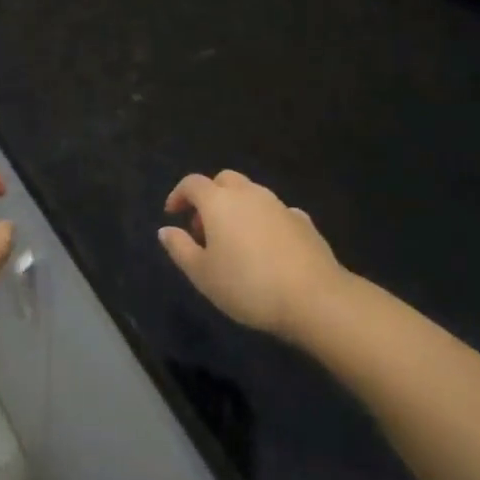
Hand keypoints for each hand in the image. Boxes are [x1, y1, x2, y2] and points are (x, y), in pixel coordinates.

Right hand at [160, 171, 343, 339]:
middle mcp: (248, 193)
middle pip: (224, 181)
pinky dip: (264, 221)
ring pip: (251, 194)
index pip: (192, 183)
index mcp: (219, 201)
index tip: (173, 214)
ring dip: (237, 208)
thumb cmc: (248, 285)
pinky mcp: (302, 221)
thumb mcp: (202, 274)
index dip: (179, 195)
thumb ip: (180, 248)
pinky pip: (275, 213)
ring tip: (234, 241)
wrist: (314, 297)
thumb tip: (165, 229)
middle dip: (210, 197)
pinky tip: (267, 248)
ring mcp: (278, 204)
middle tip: (204, 229)